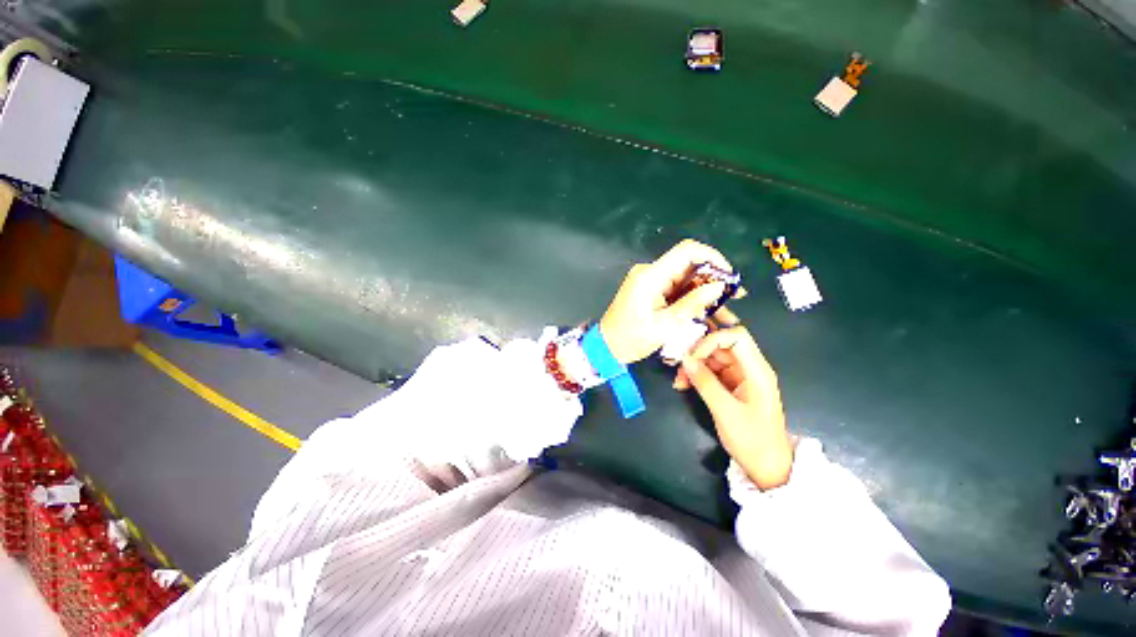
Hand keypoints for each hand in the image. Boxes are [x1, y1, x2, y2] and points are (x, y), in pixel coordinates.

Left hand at [600, 240, 733, 364]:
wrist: (607, 346)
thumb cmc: (632, 339)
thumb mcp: (666, 325)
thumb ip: (693, 303)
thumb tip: (719, 286)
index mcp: (651, 276)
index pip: (687, 251)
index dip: (712, 258)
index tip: (729, 277)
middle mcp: (650, 272)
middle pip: (688, 265)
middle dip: (713, 279)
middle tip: (734, 297)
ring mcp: (650, 280)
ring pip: (685, 278)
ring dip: (704, 291)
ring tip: (725, 310)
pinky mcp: (651, 290)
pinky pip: (676, 288)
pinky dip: (691, 298)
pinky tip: (707, 311)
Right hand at [676, 326, 794, 489]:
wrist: (767, 466)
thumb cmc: (752, 440)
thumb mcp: (725, 412)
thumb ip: (705, 383)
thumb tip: (685, 359)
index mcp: (757, 371)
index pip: (737, 337)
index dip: (712, 339)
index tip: (693, 356)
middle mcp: (749, 368)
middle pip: (723, 342)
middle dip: (699, 345)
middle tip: (678, 348)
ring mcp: (739, 375)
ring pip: (713, 356)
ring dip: (693, 363)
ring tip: (678, 377)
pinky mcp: (731, 384)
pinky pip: (710, 370)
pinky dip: (696, 374)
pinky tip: (683, 383)